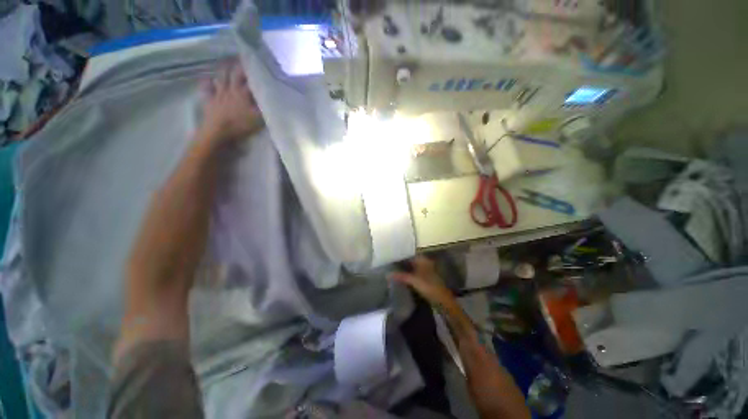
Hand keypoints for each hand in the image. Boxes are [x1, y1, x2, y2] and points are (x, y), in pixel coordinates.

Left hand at [198, 61, 263, 144]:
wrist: (218, 132)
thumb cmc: (240, 125)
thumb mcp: (259, 118)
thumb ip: (265, 107)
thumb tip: (273, 99)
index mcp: (243, 93)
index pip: (249, 78)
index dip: (253, 70)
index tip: (257, 62)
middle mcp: (230, 89)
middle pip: (234, 73)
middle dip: (238, 65)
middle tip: (241, 58)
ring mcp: (218, 93)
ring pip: (220, 77)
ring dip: (223, 69)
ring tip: (226, 62)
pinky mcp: (209, 100)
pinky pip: (206, 88)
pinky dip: (206, 82)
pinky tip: (207, 77)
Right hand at [390, 256, 455, 307]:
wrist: (441, 299)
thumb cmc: (428, 286)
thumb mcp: (413, 280)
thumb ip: (400, 276)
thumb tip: (387, 274)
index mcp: (423, 259)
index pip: (409, 254)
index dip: (401, 255)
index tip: (391, 256)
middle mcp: (424, 262)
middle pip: (410, 260)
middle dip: (401, 262)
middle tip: (390, 263)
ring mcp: (425, 270)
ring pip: (412, 266)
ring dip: (404, 268)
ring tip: (393, 269)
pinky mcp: (425, 277)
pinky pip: (414, 272)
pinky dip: (408, 273)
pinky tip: (401, 276)